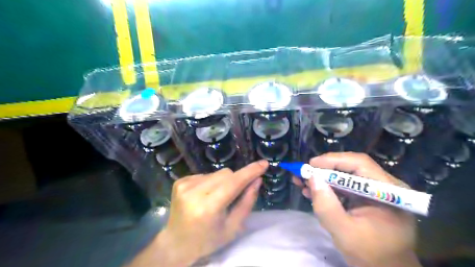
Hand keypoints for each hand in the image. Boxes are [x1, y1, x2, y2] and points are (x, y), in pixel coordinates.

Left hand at [128, 160, 267, 266]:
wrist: (176, 243)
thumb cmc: (208, 240)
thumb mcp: (233, 227)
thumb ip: (247, 202)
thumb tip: (257, 180)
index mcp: (208, 208)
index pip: (234, 183)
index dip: (250, 172)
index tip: (264, 163)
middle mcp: (194, 192)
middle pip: (226, 174)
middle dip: (236, 180)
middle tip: (234, 195)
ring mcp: (184, 185)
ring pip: (216, 172)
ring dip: (223, 181)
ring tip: (217, 198)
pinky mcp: (180, 181)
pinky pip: (205, 174)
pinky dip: (211, 182)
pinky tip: (205, 195)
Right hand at [294, 152, 418, 266]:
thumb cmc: (371, 255)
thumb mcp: (345, 233)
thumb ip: (327, 206)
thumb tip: (312, 178)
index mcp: (388, 192)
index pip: (360, 164)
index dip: (333, 160)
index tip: (310, 165)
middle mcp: (383, 186)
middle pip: (350, 167)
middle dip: (323, 169)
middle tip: (302, 173)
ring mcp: (374, 191)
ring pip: (344, 176)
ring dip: (322, 178)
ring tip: (301, 181)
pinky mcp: (364, 197)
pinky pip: (343, 186)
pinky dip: (326, 187)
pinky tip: (310, 191)